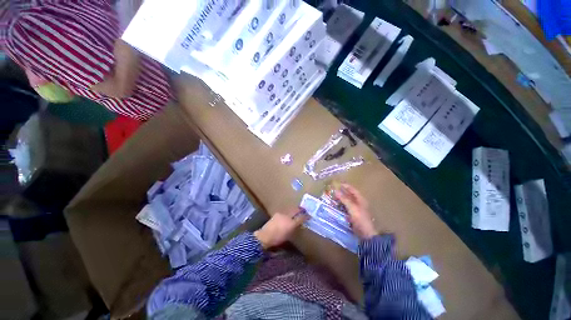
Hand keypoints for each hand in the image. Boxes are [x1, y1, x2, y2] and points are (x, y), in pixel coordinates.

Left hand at [254, 208, 307, 248]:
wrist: (265, 236)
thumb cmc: (277, 238)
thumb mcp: (288, 235)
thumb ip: (294, 228)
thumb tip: (297, 224)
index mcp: (291, 223)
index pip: (301, 218)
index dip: (305, 216)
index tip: (309, 215)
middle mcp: (287, 216)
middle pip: (295, 210)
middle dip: (300, 210)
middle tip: (304, 210)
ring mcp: (281, 214)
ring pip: (290, 211)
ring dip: (293, 211)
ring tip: (295, 213)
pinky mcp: (277, 214)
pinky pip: (284, 213)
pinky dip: (287, 214)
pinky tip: (286, 217)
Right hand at [335, 184, 376, 239]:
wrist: (365, 233)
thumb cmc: (360, 218)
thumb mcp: (352, 207)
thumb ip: (344, 198)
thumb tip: (335, 190)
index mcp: (360, 199)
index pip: (352, 189)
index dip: (346, 186)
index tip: (337, 183)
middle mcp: (358, 203)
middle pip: (349, 195)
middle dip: (341, 192)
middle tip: (333, 189)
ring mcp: (356, 209)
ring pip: (347, 201)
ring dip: (340, 198)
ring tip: (332, 196)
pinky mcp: (353, 215)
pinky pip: (345, 208)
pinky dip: (340, 205)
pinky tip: (335, 205)